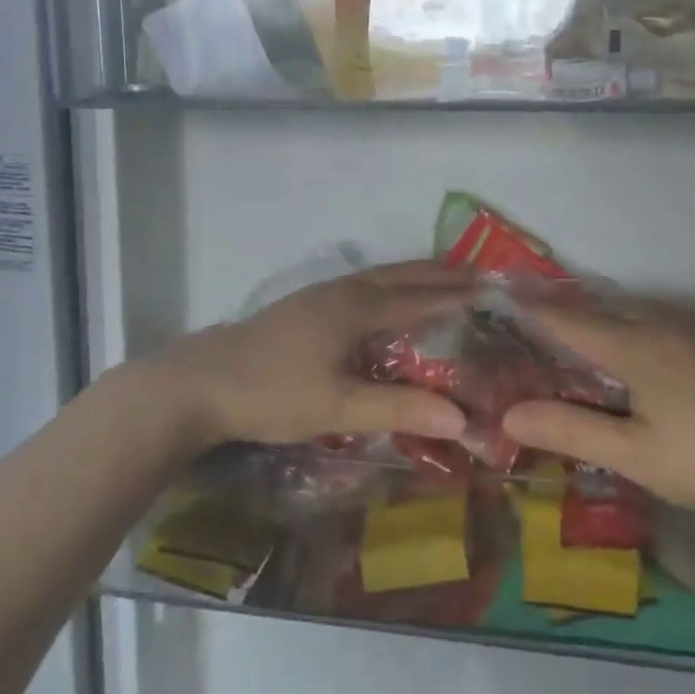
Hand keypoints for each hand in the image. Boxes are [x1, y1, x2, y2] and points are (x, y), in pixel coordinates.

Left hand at [154, 261, 471, 449]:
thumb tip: (462, 419)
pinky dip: (391, 282)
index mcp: (357, 309)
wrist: (199, 383)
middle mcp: (344, 291)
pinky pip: (364, 283)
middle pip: (402, 275)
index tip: (495, 291)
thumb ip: (399, 409)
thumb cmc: (272, 394)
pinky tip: (387, 298)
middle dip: (442, 274)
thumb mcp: (338, 407)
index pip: (421, 297)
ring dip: (415, 273)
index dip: (458, 295)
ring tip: (444, 275)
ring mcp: (321, 294)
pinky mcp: (305, 304)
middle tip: (481, 275)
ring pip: (381, 275)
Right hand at [504, 298, 694, 520]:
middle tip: (540, 328)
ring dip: (608, 320)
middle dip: (569, 314)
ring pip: (641, 312)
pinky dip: (643, 329)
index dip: (534, 312)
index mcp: (635, 345)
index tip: (505, 302)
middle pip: (604, 309)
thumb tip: (509, 414)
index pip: (569, 320)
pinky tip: (652, 356)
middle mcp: (665, 323)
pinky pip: (670, 322)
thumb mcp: (636, 456)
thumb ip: (571, 430)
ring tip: (589, 340)